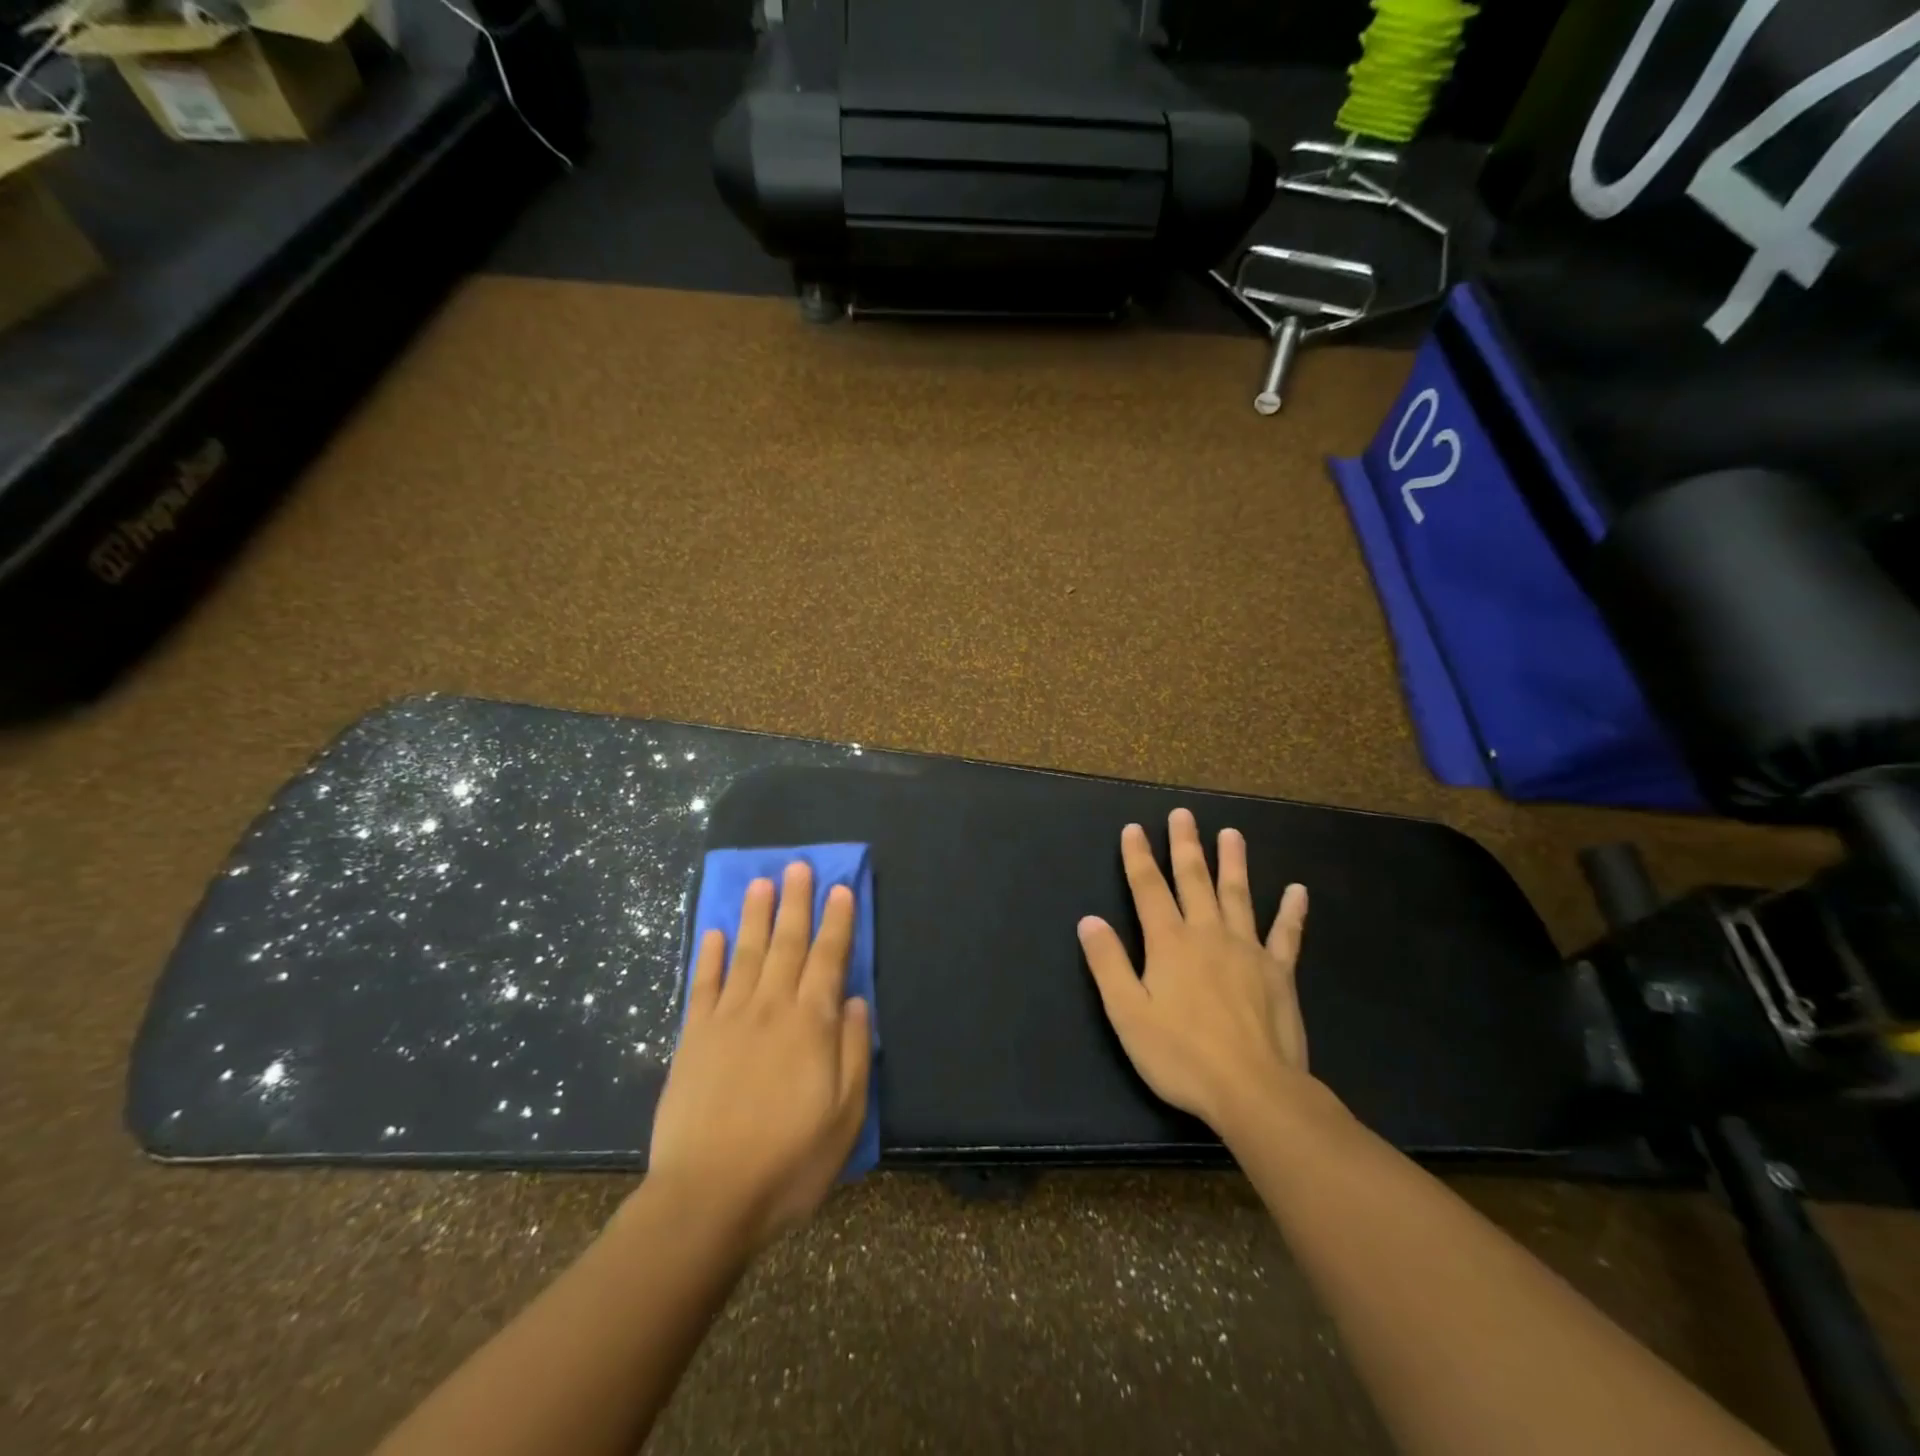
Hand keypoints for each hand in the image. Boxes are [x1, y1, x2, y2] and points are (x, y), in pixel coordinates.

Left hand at [646, 862, 871, 1250]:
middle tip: (799, 866)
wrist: (707, 1199)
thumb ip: (853, 1051)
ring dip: (755, 915)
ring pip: (746, 953)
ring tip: (761, 882)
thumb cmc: (789, 1162)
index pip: (828, 959)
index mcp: (810, 1025)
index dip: (836, 922)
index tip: (840, 888)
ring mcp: (727, 1019)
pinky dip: (709, 956)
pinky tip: (713, 933)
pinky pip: (703, 985)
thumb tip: (854, 1000)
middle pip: (787, 944)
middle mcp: (770, 1008)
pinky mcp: (692, 1038)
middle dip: (796, 902)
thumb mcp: (845, 1115)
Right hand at [1079, 807, 1312, 1134]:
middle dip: (1185, 845)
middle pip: (1194, 879)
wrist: (1254, 1090)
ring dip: (1233, 862)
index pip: (1148, 888)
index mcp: (1169, 942)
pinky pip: (1287, 934)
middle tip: (1184, 814)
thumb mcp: (1128, 1013)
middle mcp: (1207, 934)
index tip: (1134, 828)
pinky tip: (1298, 890)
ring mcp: (1248, 950)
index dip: (1138, 856)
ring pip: (1238, 895)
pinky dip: (1292, 911)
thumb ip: (1108, 964)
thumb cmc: (1182, 1055)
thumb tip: (1090, 920)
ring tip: (1232, 834)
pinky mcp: (1279, 972)